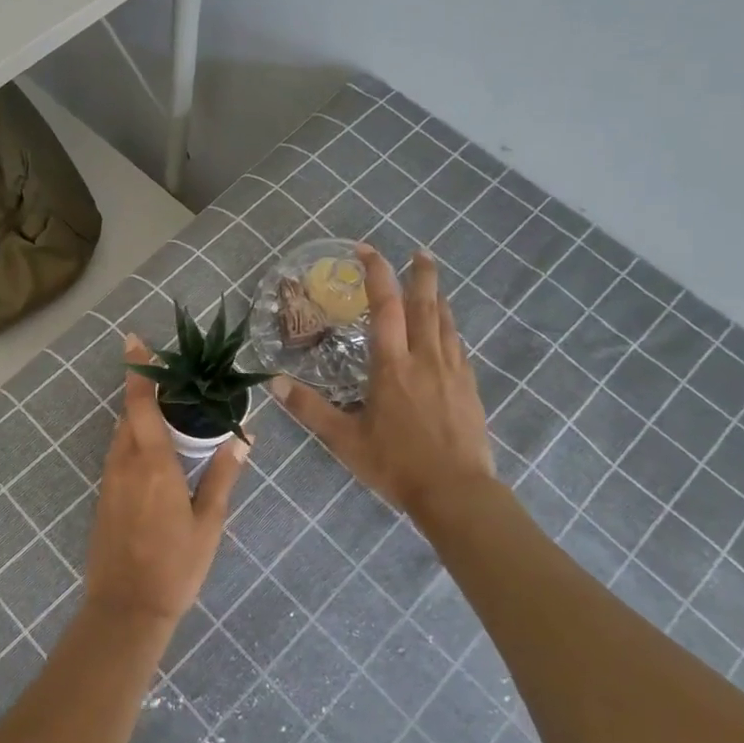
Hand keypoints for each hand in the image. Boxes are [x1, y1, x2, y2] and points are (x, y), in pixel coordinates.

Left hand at [85, 335, 249, 627]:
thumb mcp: (208, 523)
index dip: (138, 371)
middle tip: (175, 381)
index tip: (134, 341)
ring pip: (122, 434)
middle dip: (145, 392)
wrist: (126, 610)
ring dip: (140, 417)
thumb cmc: (175, 566)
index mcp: (152, 464)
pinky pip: (118, 454)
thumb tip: (242, 440)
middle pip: (129, 414)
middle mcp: (124, 463)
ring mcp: (109, 480)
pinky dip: (134, 440)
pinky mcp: (104, 496)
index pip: (140, 404)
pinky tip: (156, 451)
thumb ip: (222, 477)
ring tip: (171, 412)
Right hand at [272, 244, 494, 516]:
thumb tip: (274, 384)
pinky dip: (449, 328)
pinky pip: (458, 346)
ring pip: (446, 323)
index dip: (376, 274)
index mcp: (392, 366)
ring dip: (437, 297)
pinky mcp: (469, 387)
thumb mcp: (344, 440)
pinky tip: (447, 333)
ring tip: (431, 282)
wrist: (457, 492)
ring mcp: (452, 371)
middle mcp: (424, 359)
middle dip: (421, 274)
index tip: (367, 250)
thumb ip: (310, 409)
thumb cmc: (396, 464)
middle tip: (419, 251)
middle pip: (425, 305)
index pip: (384, 307)